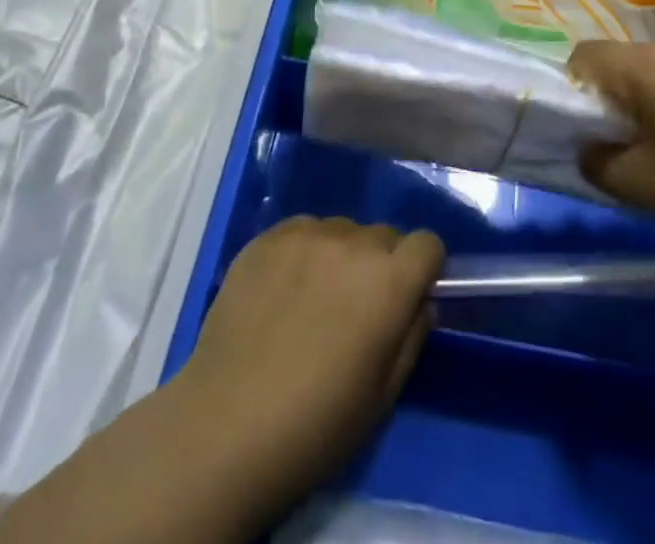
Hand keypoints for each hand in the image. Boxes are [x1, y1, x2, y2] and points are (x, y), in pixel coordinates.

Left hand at [177, 217, 443, 515]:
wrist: (227, 423)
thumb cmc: (316, 424)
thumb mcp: (383, 395)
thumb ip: (411, 335)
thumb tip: (419, 301)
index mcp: (389, 280)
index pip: (427, 244)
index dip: (422, 270)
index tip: (407, 298)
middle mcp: (354, 242)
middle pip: (384, 236)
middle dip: (381, 265)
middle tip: (356, 309)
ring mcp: (307, 233)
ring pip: (343, 231)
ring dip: (341, 256)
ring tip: (313, 301)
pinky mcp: (268, 235)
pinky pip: (303, 231)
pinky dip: (304, 253)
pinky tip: (282, 292)